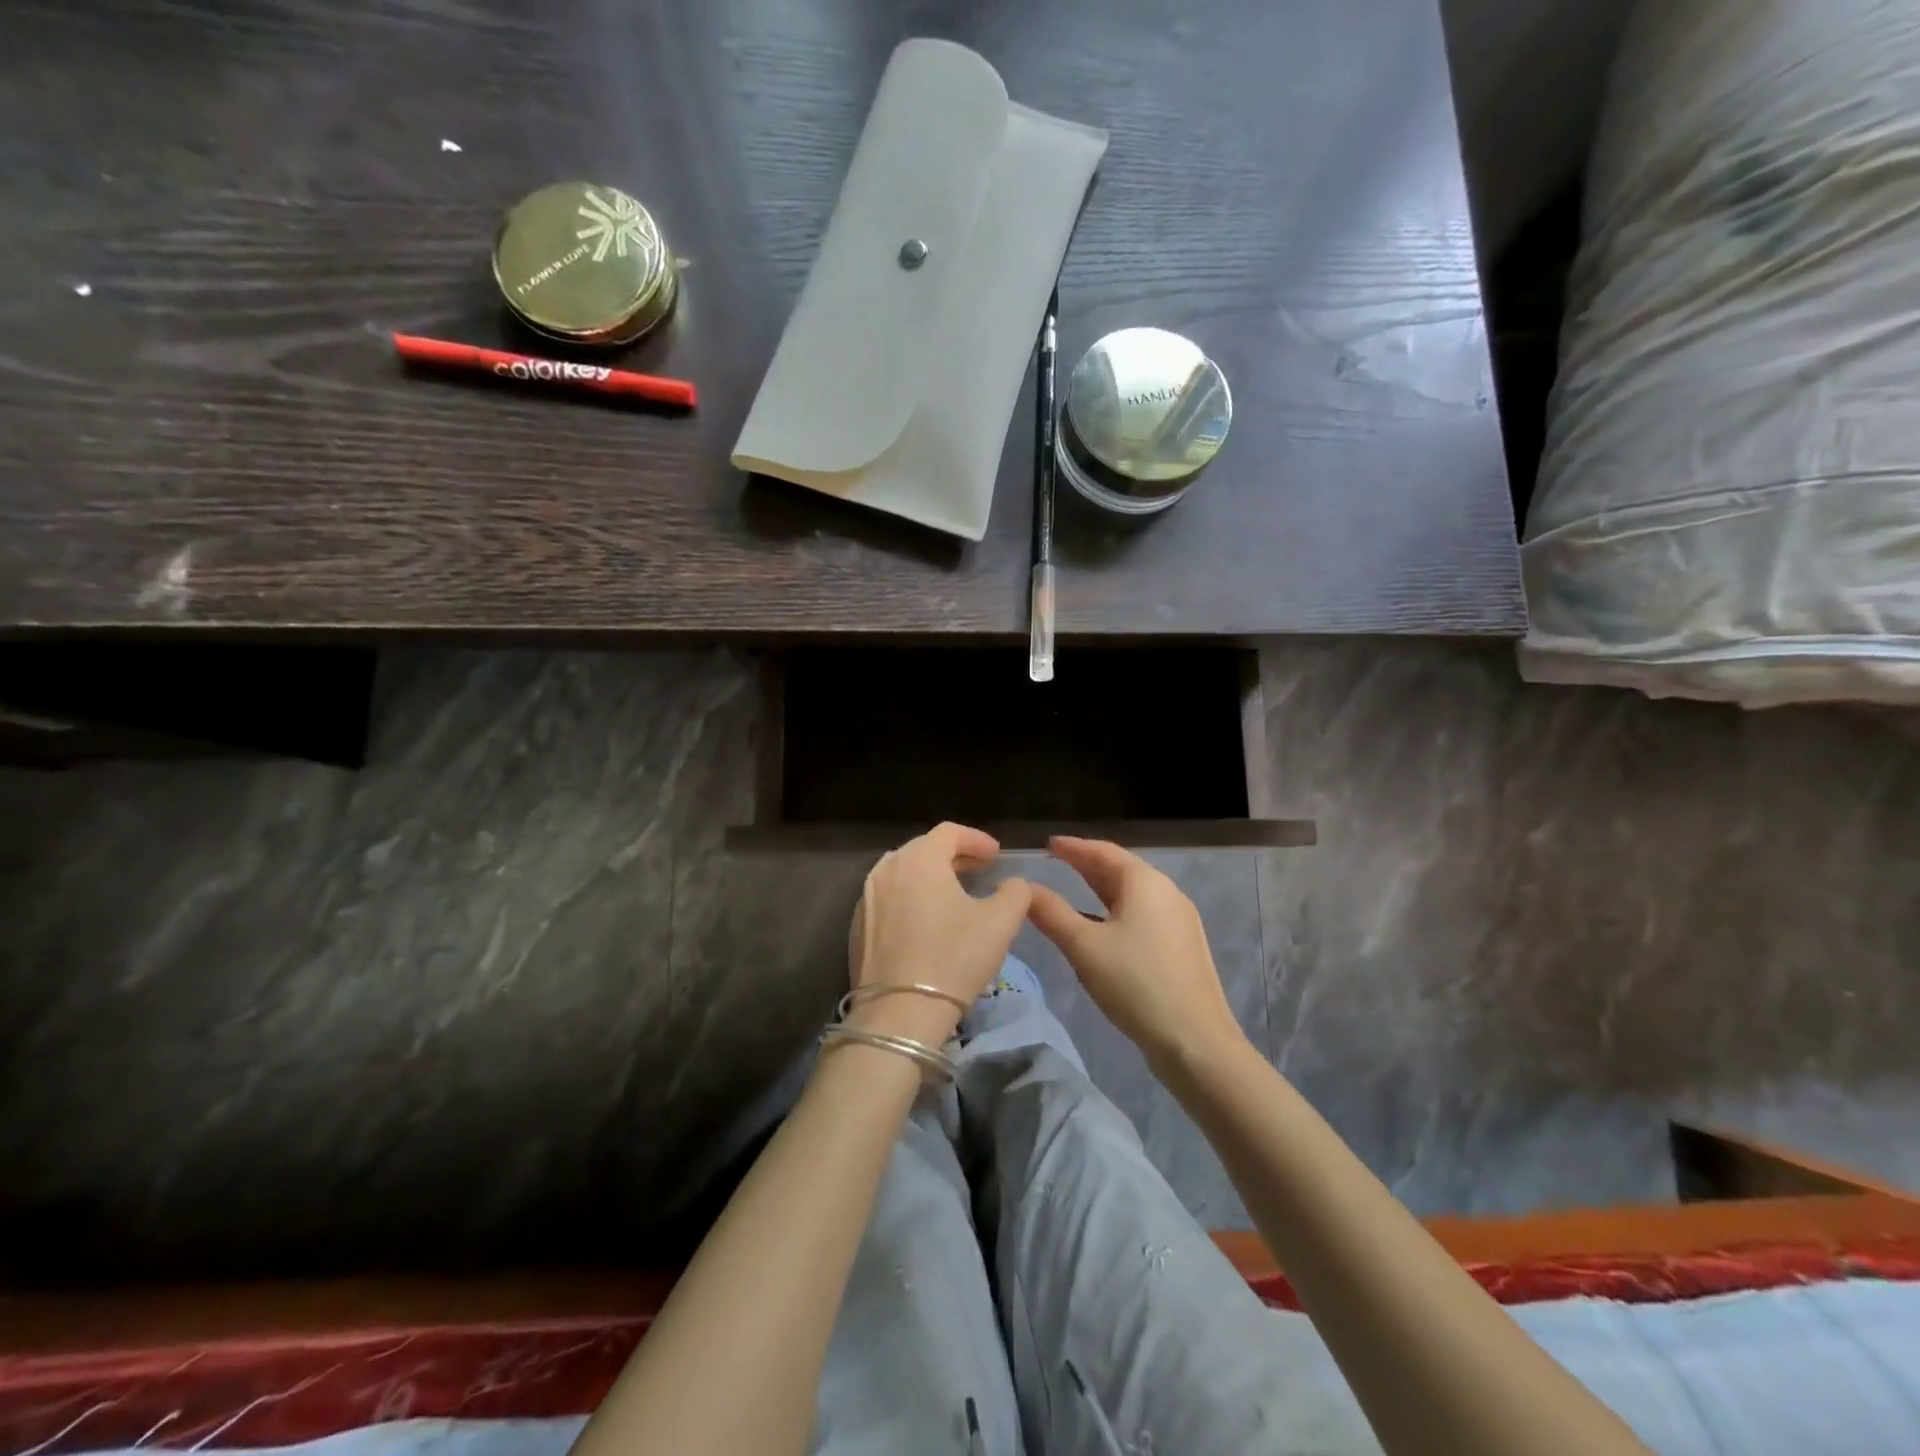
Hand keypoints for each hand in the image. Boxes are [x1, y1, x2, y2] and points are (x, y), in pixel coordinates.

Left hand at [846, 823, 1031, 1038]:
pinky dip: (910, 899)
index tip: (996, 855)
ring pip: (903, 873)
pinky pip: (888, 899)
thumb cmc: (953, 959)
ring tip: (954, 894)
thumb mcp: (1000, 923)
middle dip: (954, 855)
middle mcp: (886, 869)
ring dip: (930, 876)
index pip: (949, 832)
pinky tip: (926, 923)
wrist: (898, 1014)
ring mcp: (866, 898)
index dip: (976, 839)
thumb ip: (1015, 893)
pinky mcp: (856, 927)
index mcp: (919, 859)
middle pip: (923, 849)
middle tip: (979, 870)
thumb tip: (1012, 884)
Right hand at [1027, 836, 1245, 1071]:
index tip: (1048, 845)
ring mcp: (1179, 921)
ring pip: (1134, 895)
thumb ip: (1051, 913)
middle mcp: (1167, 893)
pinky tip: (1102, 928)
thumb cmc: (1135, 983)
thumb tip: (1025, 888)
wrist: (1195, 1041)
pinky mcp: (1183, 947)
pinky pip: (1144, 915)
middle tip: (1057, 863)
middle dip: (1088, 865)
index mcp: (1145, 883)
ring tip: (1074, 890)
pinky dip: (1117, 911)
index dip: (1074, 847)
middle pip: (1121, 870)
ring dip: (1102, 890)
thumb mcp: (1084, 946)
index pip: (1104, 852)